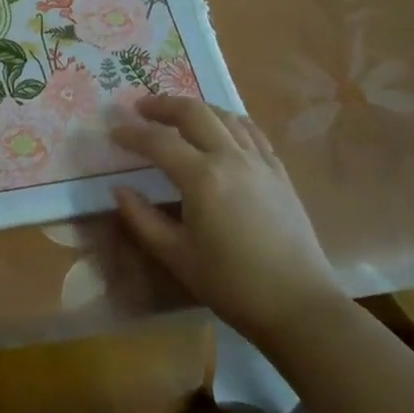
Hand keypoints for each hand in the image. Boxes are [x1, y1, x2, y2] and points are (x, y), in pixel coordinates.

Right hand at [112, 96, 345, 344]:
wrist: (300, 307)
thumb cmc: (232, 285)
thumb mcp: (176, 256)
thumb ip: (142, 219)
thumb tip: (119, 190)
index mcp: (202, 178)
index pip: (158, 142)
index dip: (132, 134)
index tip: (113, 132)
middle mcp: (231, 158)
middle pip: (193, 112)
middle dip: (162, 105)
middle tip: (141, 108)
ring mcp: (260, 162)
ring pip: (224, 115)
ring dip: (195, 108)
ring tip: (176, 115)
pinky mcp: (279, 172)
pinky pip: (251, 131)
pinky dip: (228, 121)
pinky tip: (221, 129)